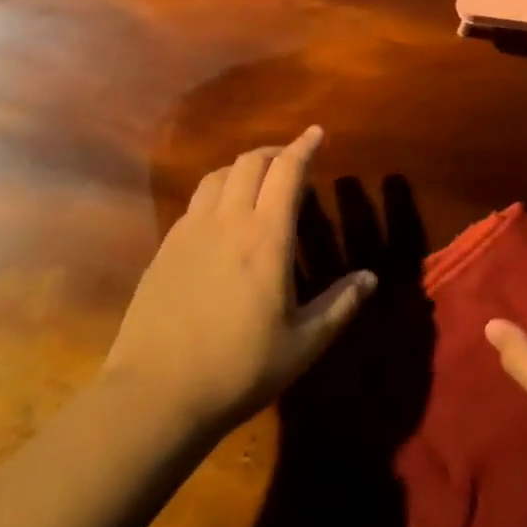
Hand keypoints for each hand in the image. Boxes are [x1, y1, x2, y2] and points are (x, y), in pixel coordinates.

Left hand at [104, 127, 374, 432]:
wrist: (155, 394)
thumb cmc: (238, 368)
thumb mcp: (303, 344)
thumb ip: (340, 305)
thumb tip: (371, 277)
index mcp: (266, 236)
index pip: (287, 171)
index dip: (304, 146)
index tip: (316, 132)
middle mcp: (228, 221)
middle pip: (250, 162)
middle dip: (274, 153)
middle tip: (291, 161)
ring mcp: (191, 231)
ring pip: (218, 176)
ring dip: (242, 168)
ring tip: (256, 182)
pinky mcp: (166, 248)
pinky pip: (195, 202)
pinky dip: (216, 192)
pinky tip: (220, 218)